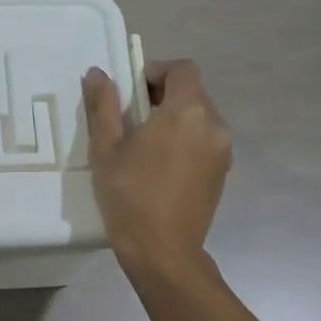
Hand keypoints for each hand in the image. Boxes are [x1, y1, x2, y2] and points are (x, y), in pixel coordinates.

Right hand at [83, 59, 231, 275]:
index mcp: (187, 111)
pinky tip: (161, 168)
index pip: (182, 69)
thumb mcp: (106, 149)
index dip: (156, 72)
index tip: (132, 92)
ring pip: (200, 119)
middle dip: (163, 96)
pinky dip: (186, 142)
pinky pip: (205, 142)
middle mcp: (214, 124)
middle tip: (131, 119)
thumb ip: (103, 106)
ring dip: (175, 120)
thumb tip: (97, 73)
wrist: (163, 251)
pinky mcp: (223, 173)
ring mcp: (223, 151)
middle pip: (193, 92)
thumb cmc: (129, 196)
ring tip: (145, 146)